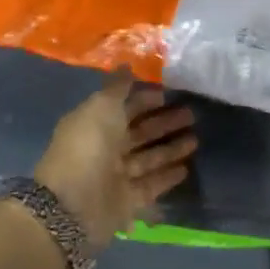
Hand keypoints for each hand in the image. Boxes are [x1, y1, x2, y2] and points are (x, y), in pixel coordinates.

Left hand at [33, 74, 197, 248]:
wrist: (74, 204)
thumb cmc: (88, 147)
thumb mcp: (102, 107)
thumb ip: (117, 87)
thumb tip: (127, 64)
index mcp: (96, 123)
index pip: (125, 108)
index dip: (145, 100)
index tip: (169, 93)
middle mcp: (106, 148)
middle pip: (140, 132)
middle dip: (165, 122)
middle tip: (192, 114)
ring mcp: (117, 176)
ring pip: (149, 158)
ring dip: (171, 148)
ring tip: (196, 140)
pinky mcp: (128, 201)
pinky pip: (152, 184)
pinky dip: (167, 176)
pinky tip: (186, 168)